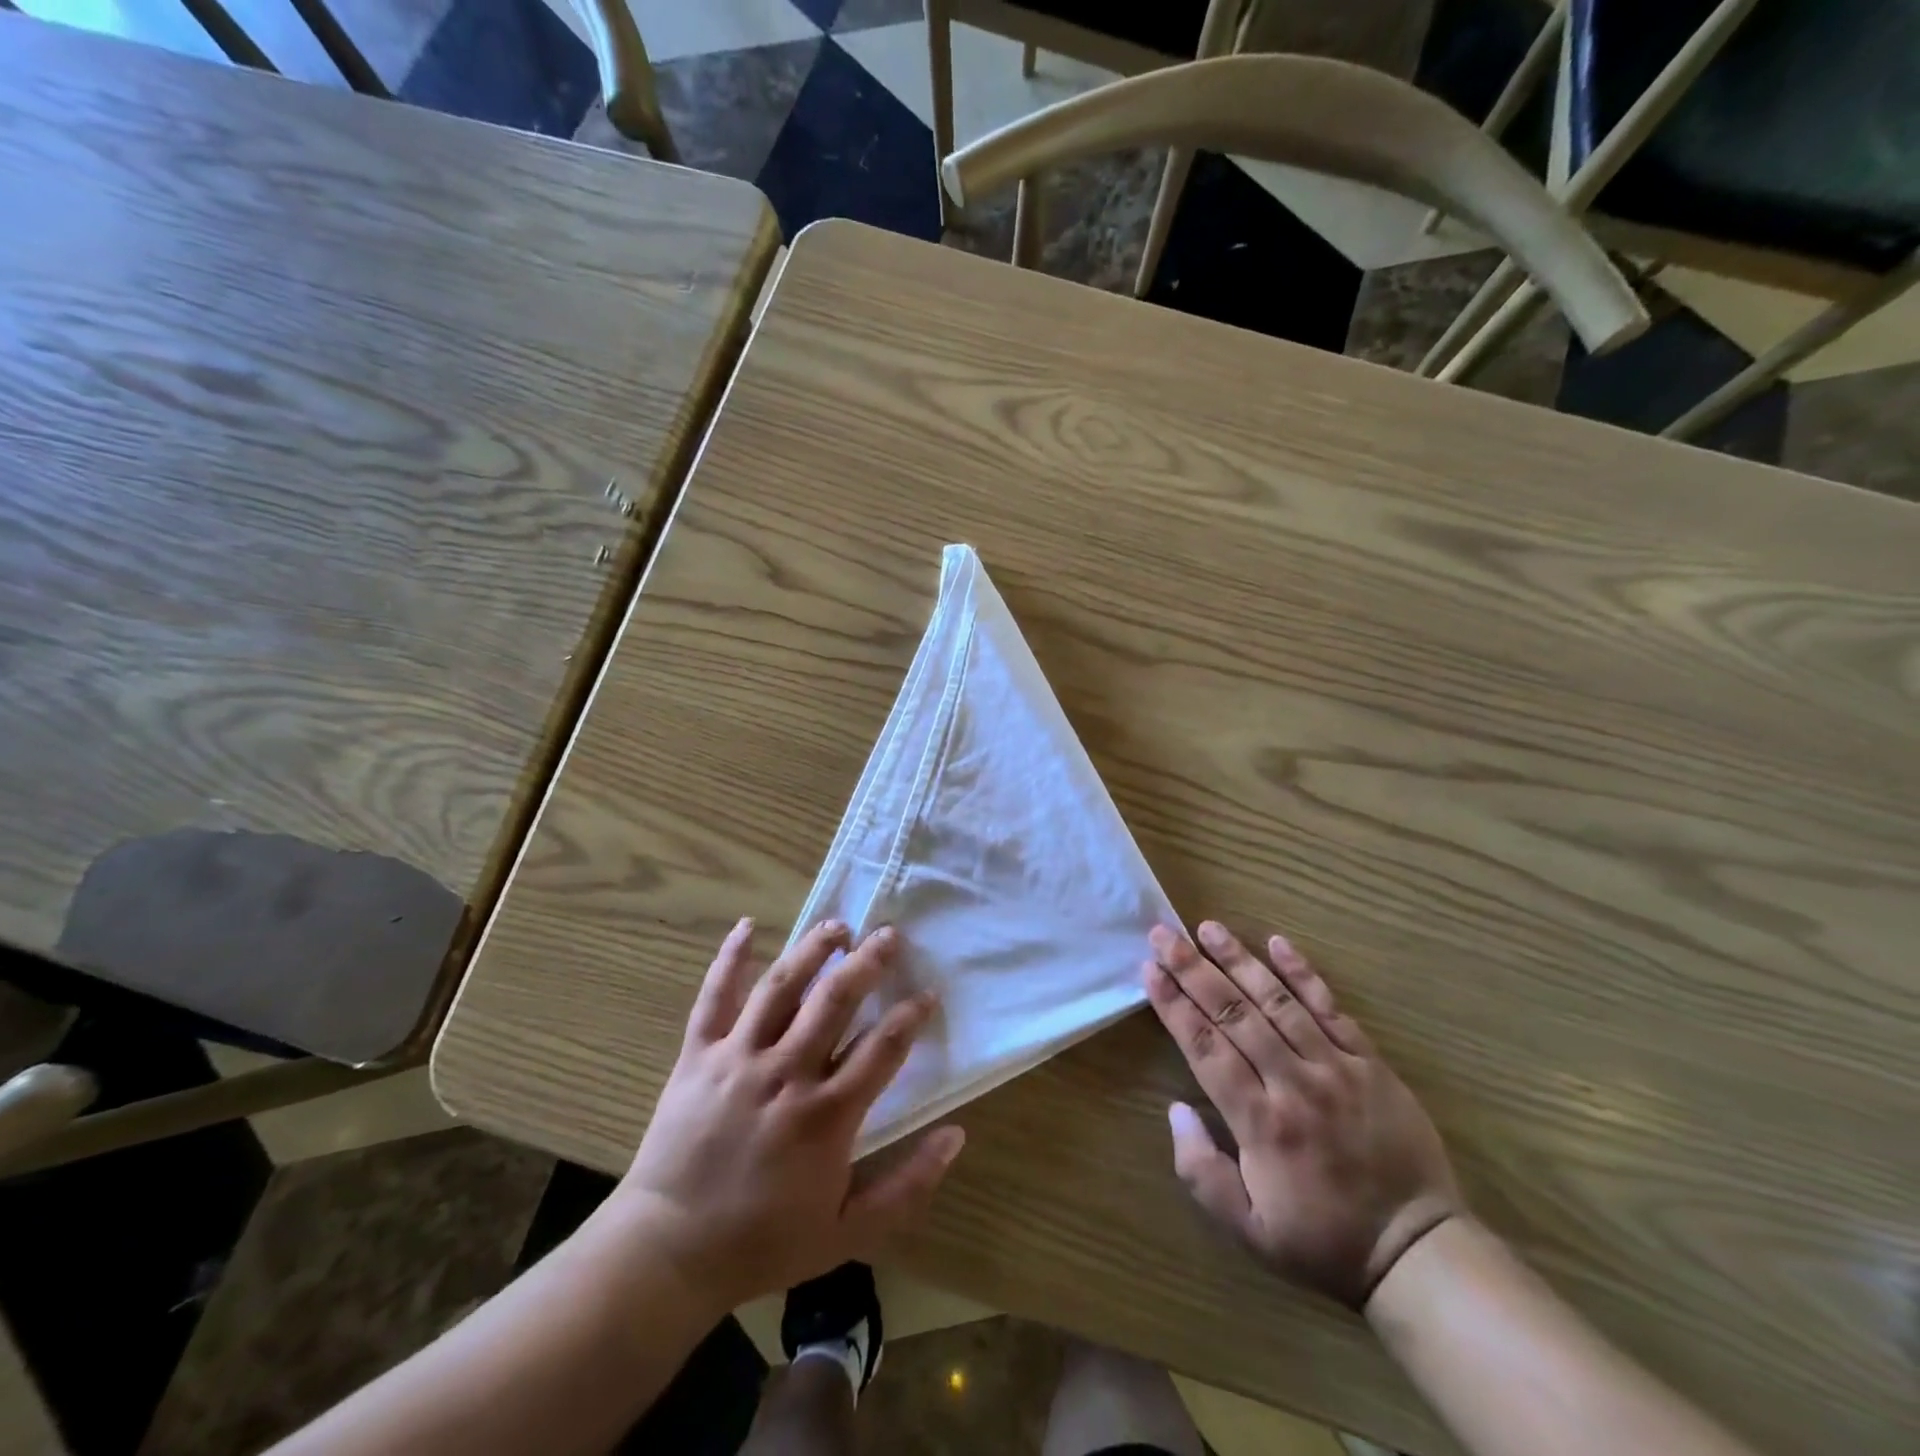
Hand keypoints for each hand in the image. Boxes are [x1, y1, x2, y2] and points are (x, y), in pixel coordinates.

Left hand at [613, 918, 964, 1311]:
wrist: (668, 1252)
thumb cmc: (762, 1242)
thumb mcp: (848, 1234)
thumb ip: (907, 1186)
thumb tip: (955, 1134)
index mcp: (826, 1115)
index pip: (882, 1047)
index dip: (911, 1015)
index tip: (928, 993)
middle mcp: (785, 1073)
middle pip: (835, 1000)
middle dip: (868, 962)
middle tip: (890, 934)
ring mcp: (738, 1058)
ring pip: (781, 986)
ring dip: (813, 949)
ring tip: (838, 926)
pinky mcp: (698, 1055)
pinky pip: (715, 996)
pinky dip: (730, 958)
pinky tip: (747, 925)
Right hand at [1144, 922, 1460, 1309]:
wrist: (1418, 1251)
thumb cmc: (1323, 1240)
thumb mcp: (1249, 1232)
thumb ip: (1202, 1173)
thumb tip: (1176, 1110)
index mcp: (1261, 1123)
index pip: (1206, 1048)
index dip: (1174, 1006)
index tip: (1149, 970)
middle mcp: (1293, 1084)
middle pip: (1234, 1014)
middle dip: (1193, 969)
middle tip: (1164, 935)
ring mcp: (1335, 1068)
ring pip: (1278, 1002)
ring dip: (1239, 961)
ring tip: (1209, 928)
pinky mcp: (1370, 1062)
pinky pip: (1332, 1009)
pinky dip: (1303, 974)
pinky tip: (1278, 943)